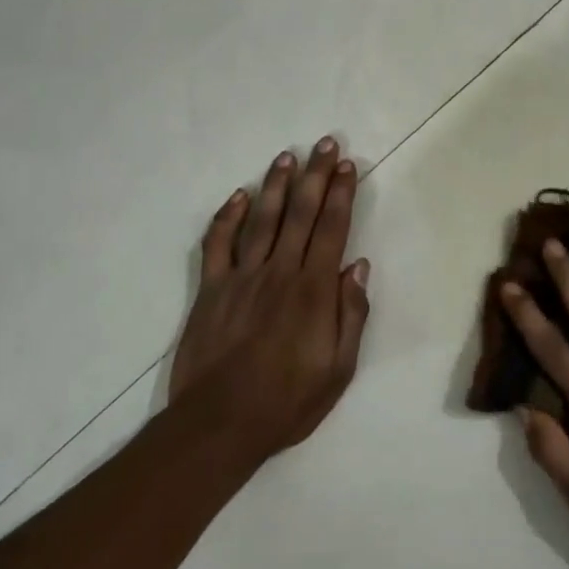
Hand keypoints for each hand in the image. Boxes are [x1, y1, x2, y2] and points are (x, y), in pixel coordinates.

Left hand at [169, 138, 370, 460]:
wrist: (220, 424)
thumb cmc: (288, 401)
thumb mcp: (339, 369)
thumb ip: (351, 314)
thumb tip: (357, 266)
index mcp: (313, 290)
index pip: (331, 229)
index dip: (341, 194)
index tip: (348, 166)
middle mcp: (279, 272)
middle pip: (300, 213)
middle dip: (315, 175)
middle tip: (325, 143)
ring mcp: (241, 277)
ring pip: (262, 219)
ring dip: (276, 185)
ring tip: (287, 156)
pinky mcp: (211, 289)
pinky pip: (218, 244)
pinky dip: (227, 217)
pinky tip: (238, 196)